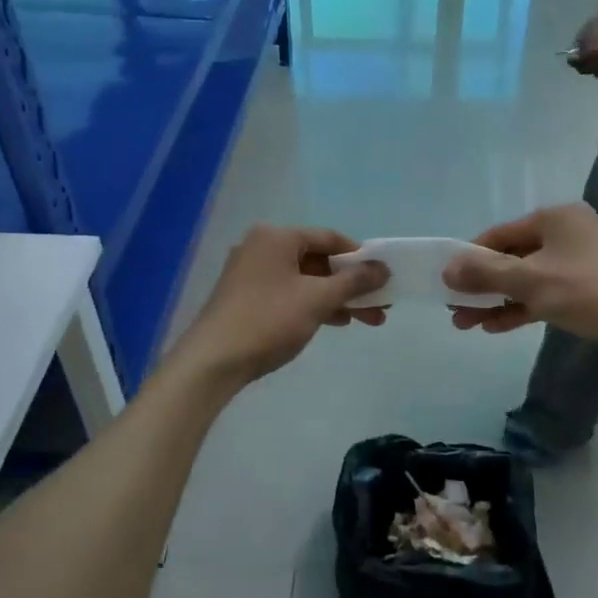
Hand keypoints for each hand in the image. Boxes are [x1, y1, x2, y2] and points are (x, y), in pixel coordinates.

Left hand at [171, 226, 386, 384]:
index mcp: (276, 237)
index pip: (329, 238)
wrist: (214, 361)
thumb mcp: (318, 299)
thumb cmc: (269, 321)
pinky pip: (289, 293)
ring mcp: (251, 273)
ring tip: (368, 320)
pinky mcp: (246, 298)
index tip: (383, 277)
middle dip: (352, 284)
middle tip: (380, 305)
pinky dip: (313, 304)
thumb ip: (354, 281)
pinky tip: (335, 321)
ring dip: (337, 298)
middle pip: (318, 260)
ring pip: (305, 280)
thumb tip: (383, 268)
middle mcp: (261, 248)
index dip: (360, 256)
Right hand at [442, 203, 597, 346]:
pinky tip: (498, 326)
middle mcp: (567, 231)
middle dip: (482, 286)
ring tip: (469, 324)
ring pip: (528, 278)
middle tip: (456, 310)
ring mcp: (580, 258)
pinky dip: (523, 306)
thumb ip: (485, 274)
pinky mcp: (589, 284)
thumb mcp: (528, 281)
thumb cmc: (585, 290)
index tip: (449, 283)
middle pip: (512, 257)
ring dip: (498, 300)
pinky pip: (546, 291)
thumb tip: (446, 269)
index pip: (499, 234)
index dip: (470, 259)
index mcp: (554, 217)